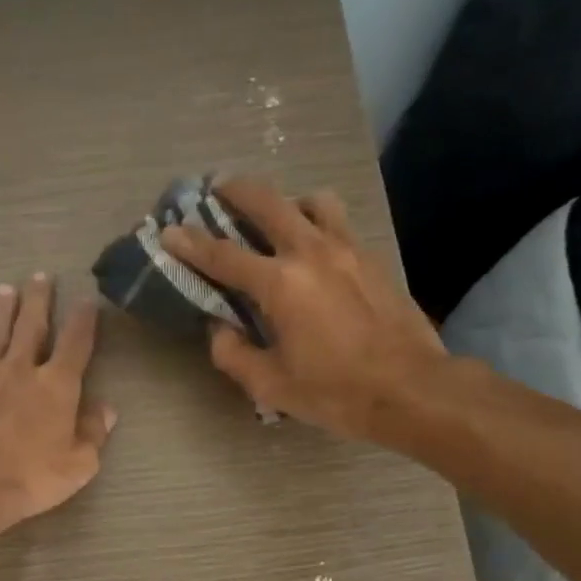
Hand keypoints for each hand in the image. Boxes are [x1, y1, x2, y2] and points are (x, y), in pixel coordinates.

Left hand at [0, 273, 116, 544]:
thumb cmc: (30, 478)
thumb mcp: (79, 465)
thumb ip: (93, 433)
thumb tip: (106, 410)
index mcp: (55, 385)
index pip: (76, 343)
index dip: (84, 321)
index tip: (88, 300)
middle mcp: (18, 370)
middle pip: (31, 326)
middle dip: (38, 300)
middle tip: (40, 276)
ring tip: (3, 290)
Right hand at [158, 178, 448, 445]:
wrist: (410, 389)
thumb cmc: (335, 392)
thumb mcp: (271, 386)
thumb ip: (234, 354)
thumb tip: (220, 330)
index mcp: (280, 285)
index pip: (223, 256)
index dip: (191, 243)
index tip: (170, 231)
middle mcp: (311, 253)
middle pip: (268, 203)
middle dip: (237, 191)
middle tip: (219, 188)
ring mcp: (347, 250)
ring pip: (313, 202)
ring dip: (287, 201)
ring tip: (278, 216)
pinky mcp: (373, 259)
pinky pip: (339, 224)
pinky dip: (318, 223)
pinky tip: (315, 249)